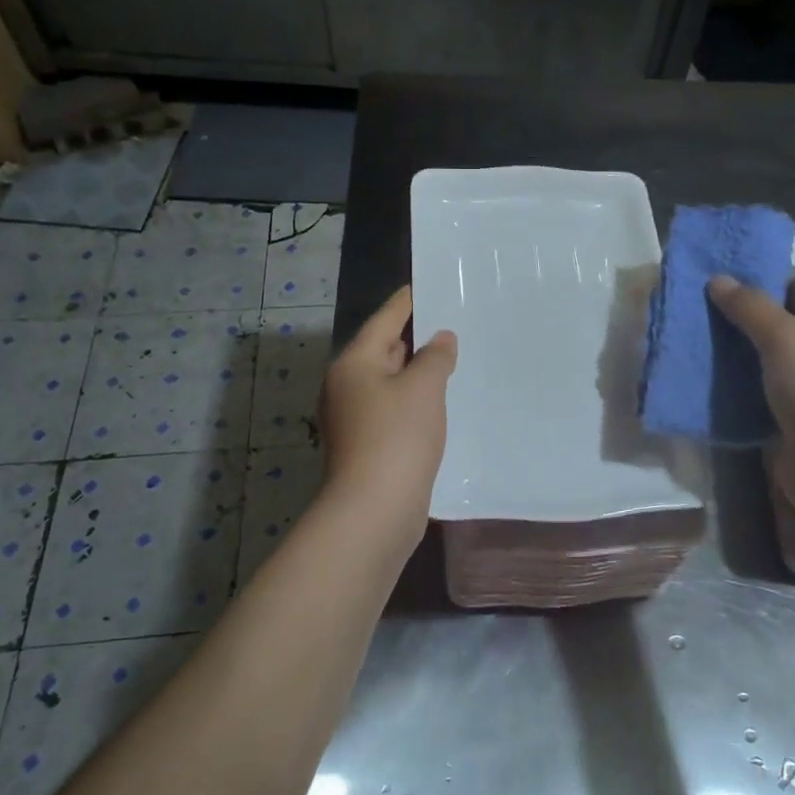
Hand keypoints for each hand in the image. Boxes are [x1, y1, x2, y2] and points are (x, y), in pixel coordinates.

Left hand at [318, 286, 457, 542]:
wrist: (374, 509)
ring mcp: (352, 418)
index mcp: (354, 363)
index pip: (384, 320)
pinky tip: (437, 403)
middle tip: (447, 322)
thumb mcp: (424, 388)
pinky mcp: (365, 444)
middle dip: (413, 338)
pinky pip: (392, 408)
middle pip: (382, 350)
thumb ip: (435, 357)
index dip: (406, 302)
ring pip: (388, 382)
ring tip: (449, 359)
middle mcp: (346, 386)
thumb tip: (440, 339)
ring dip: (415, 372)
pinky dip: (413, 400)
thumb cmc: (397, 437)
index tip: (424, 285)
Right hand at [707, 269, 794, 467]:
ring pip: (764, 355)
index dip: (758, 273)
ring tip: (689, 338)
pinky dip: (734, 382)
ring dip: (731, 348)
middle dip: (737, 312)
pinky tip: (701, 376)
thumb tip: (718, 280)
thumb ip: (749, 306)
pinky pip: (758, 388)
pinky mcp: (793, 414)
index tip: (713, 275)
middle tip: (692, 306)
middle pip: (778, 317)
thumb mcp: (785, 336)